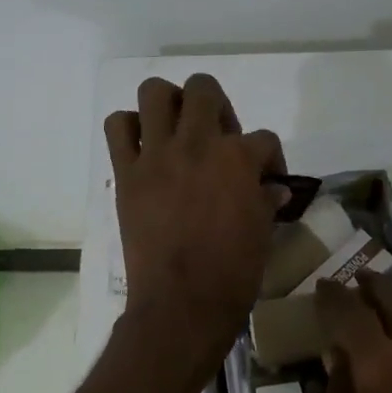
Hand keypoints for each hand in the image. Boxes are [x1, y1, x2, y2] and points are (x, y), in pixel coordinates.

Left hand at [105, 74, 285, 372]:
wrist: (181, 303)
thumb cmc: (231, 274)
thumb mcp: (262, 234)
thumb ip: (266, 201)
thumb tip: (274, 188)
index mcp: (238, 159)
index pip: (263, 138)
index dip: (270, 157)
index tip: (266, 178)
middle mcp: (197, 144)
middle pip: (204, 89)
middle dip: (216, 105)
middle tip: (216, 135)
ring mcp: (157, 155)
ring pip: (154, 92)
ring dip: (167, 103)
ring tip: (175, 128)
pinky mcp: (127, 173)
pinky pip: (117, 128)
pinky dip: (128, 128)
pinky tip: (142, 147)